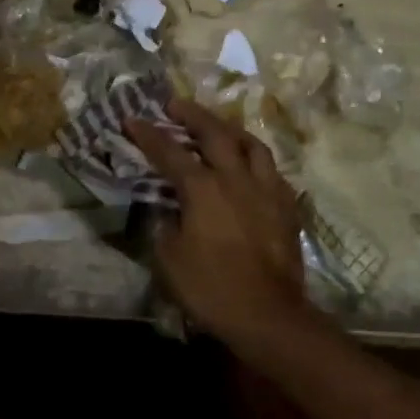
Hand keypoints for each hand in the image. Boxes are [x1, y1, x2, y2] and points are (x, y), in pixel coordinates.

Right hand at [123, 97, 308, 341]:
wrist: (266, 314)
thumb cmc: (210, 288)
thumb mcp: (169, 258)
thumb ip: (164, 224)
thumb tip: (167, 209)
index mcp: (203, 189)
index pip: (170, 152)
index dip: (148, 134)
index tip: (132, 118)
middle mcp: (237, 179)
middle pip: (215, 134)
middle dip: (192, 115)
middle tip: (175, 104)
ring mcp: (267, 190)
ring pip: (253, 145)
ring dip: (230, 131)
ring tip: (218, 128)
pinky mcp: (287, 207)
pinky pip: (272, 171)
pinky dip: (256, 161)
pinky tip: (250, 168)